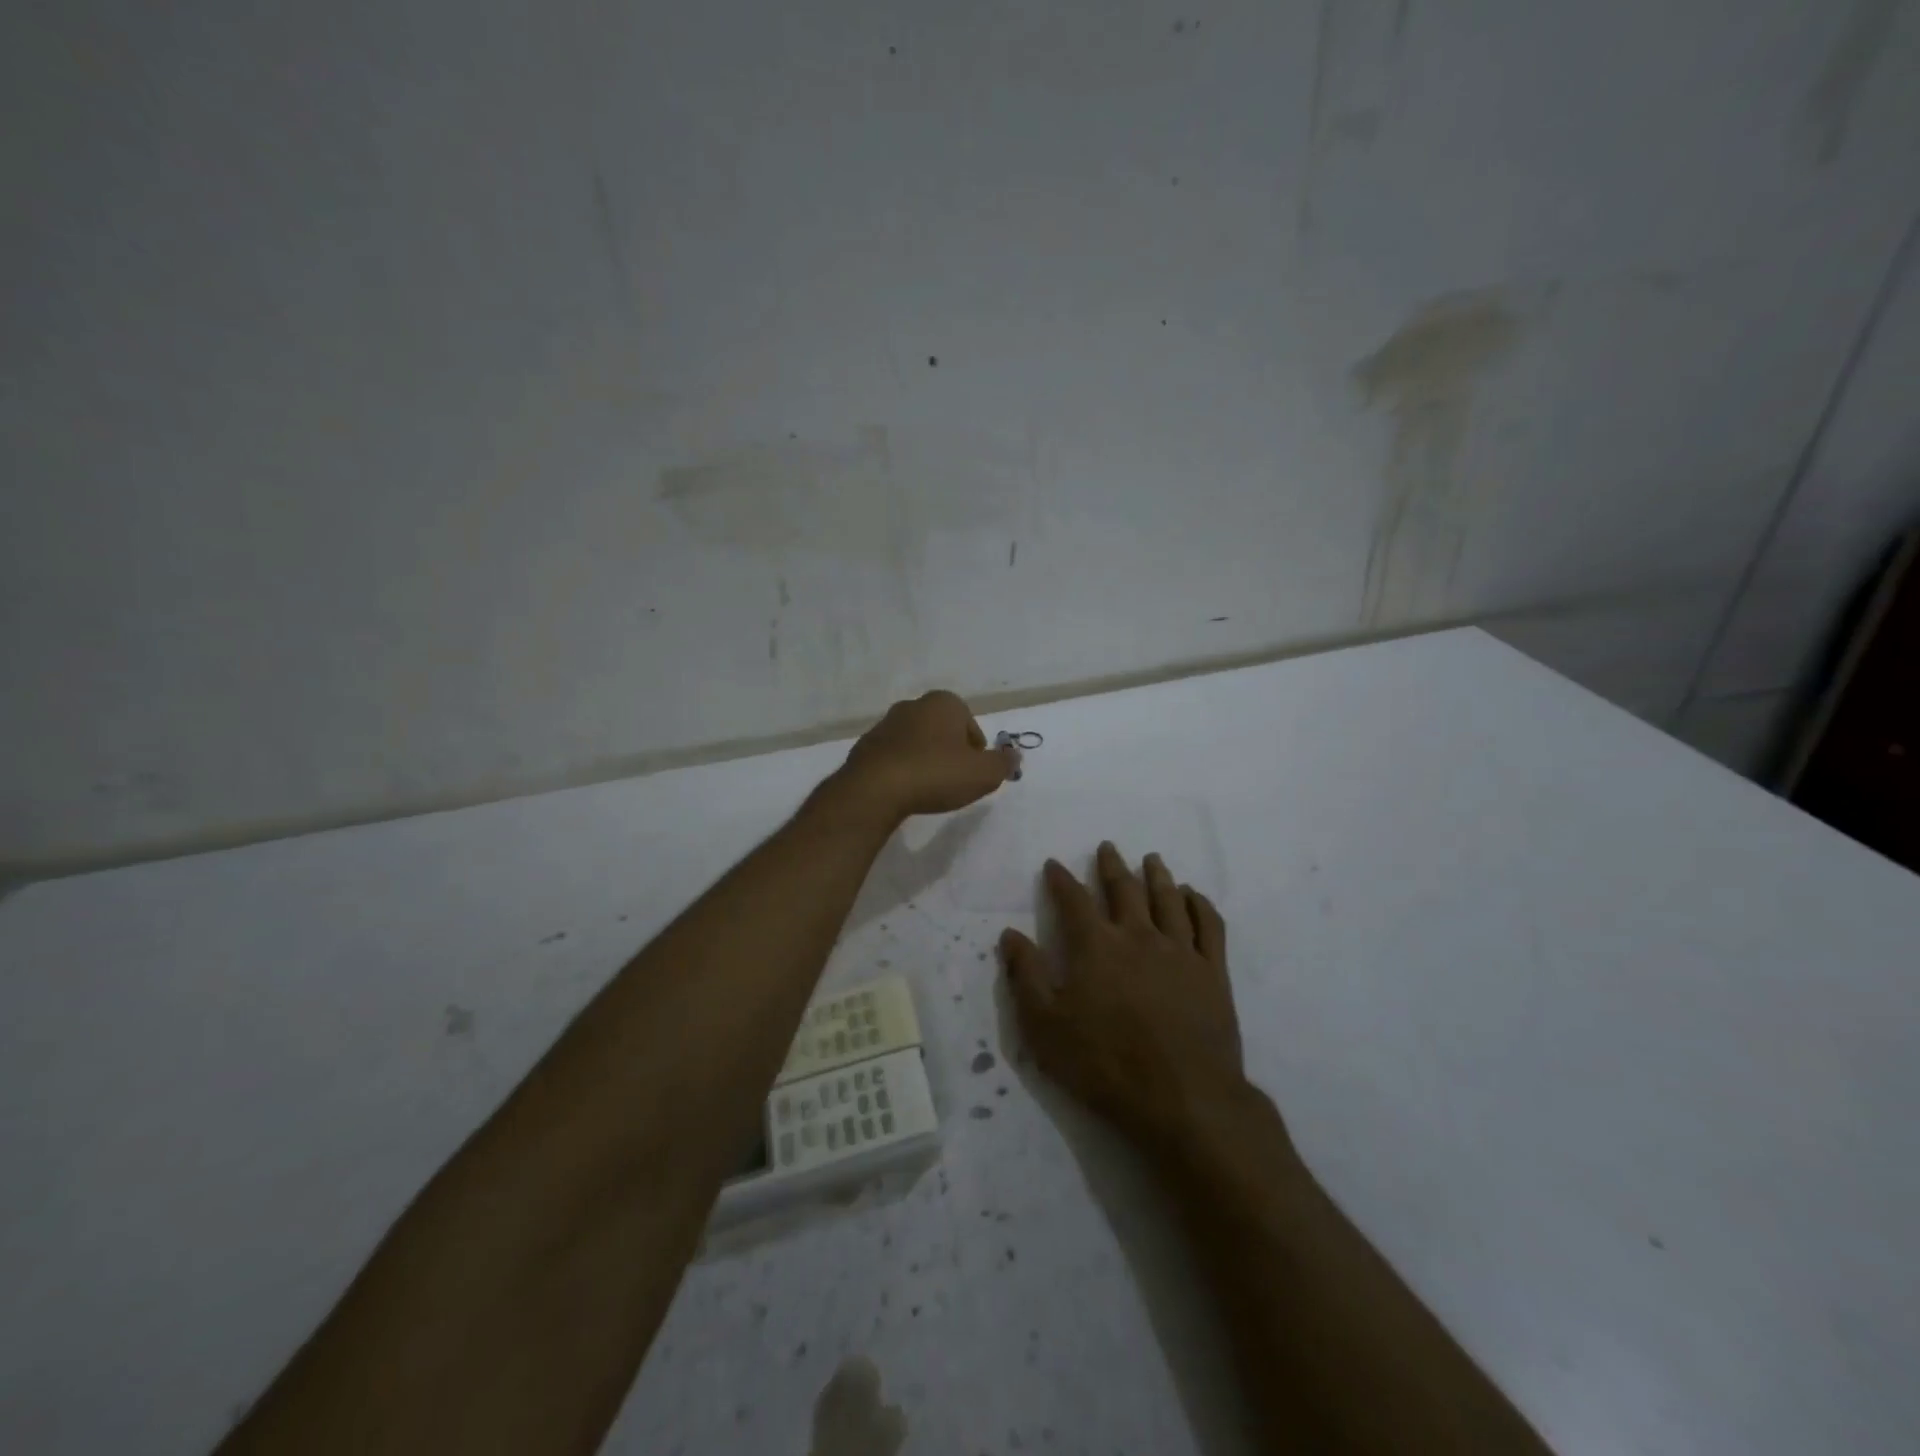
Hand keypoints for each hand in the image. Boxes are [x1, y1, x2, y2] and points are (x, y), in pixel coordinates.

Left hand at [832, 690, 1018, 823]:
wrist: (875, 789)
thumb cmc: (936, 774)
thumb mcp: (983, 774)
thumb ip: (1003, 763)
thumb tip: (1014, 755)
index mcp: (944, 703)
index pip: (969, 723)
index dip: (976, 749)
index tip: (973, 772)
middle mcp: (913, 705)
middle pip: (942, 730)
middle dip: (949, 751)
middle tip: (954, 780)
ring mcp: (885, 724)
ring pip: (916, 741)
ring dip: (924, 760)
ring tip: (928, 789)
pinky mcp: (865, 746)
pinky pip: (893, 757)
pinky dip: (902, 769)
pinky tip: (904, 791)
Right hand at [1000, 842, 1244, 1154]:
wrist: (1183, 1099)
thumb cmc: (1104, 1065)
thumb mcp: (1045, 1026)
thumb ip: (1025, 975)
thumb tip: (1010, 934)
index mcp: (1096, 946)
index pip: (1073, 900)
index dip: (1061, 879)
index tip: (1054, 864)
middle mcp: (1138, 936)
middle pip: (1124, 889)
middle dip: (1112, 866)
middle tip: (1108, 847)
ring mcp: (1180, 951)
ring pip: (1168, 899)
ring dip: (1158, 875)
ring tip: (1152, 859)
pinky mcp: (1213, 972)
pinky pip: (1209, 926)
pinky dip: (1200, 904)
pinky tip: (1193, 896)